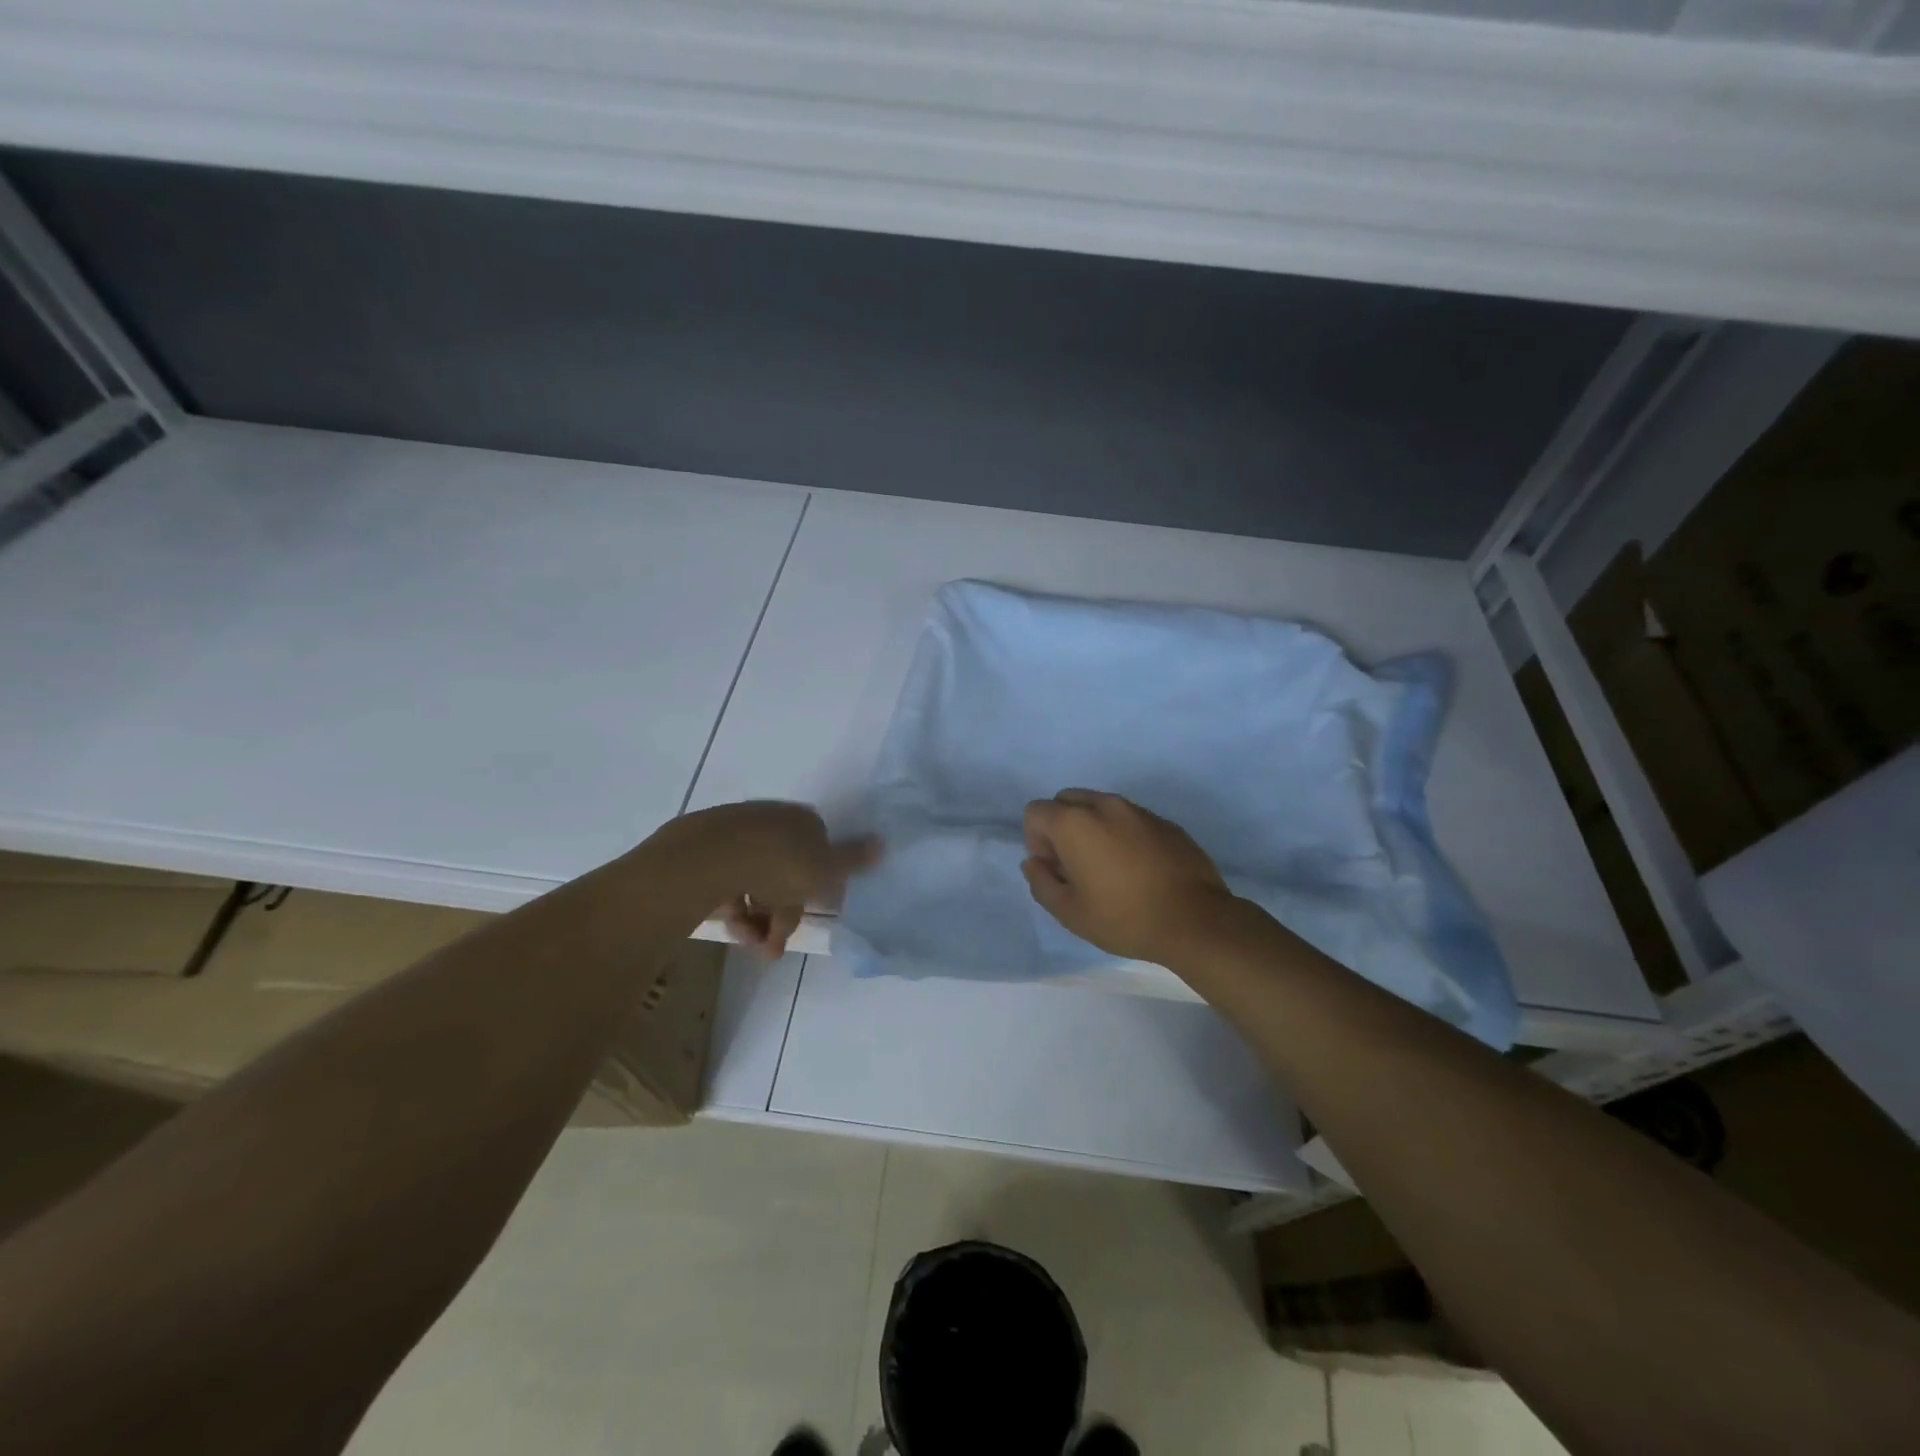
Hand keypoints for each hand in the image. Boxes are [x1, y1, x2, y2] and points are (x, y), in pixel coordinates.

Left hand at [655, 801, 880, 957]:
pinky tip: (731, 928)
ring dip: (758, 919)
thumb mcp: (827, 868)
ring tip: (751, 944)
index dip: (818, 887)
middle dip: (783, 914)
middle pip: (785, 873)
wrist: (713, 857)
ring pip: (755, 883)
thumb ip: (854, 859)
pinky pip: (728, 885)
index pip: (819, 853)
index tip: (815, 913)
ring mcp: (736, 836)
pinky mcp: (706, 854)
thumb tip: (884, 842)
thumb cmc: (781, 863)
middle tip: (775, 947)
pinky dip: (734, 909)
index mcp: (803, 822)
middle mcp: (772, 823)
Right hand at [1022, 790, 1237, 964]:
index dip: (1036, 840)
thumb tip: (1035, 863)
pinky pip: (1129, 818)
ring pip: (1099, 806)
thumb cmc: (1124, 918)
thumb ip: (1041, 882)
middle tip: (1075, 865)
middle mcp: (1104, 805)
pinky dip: (1122, 834)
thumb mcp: (1069, 912)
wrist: (1195, 921)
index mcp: (1074, 822)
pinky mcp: (1165, 822)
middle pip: (1066, 800)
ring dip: (1093, 828)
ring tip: (1108, 868)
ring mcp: (1138, 811)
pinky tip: (1137, 869)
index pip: (1035, 811)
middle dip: (1061, 827)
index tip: (1054, 869)